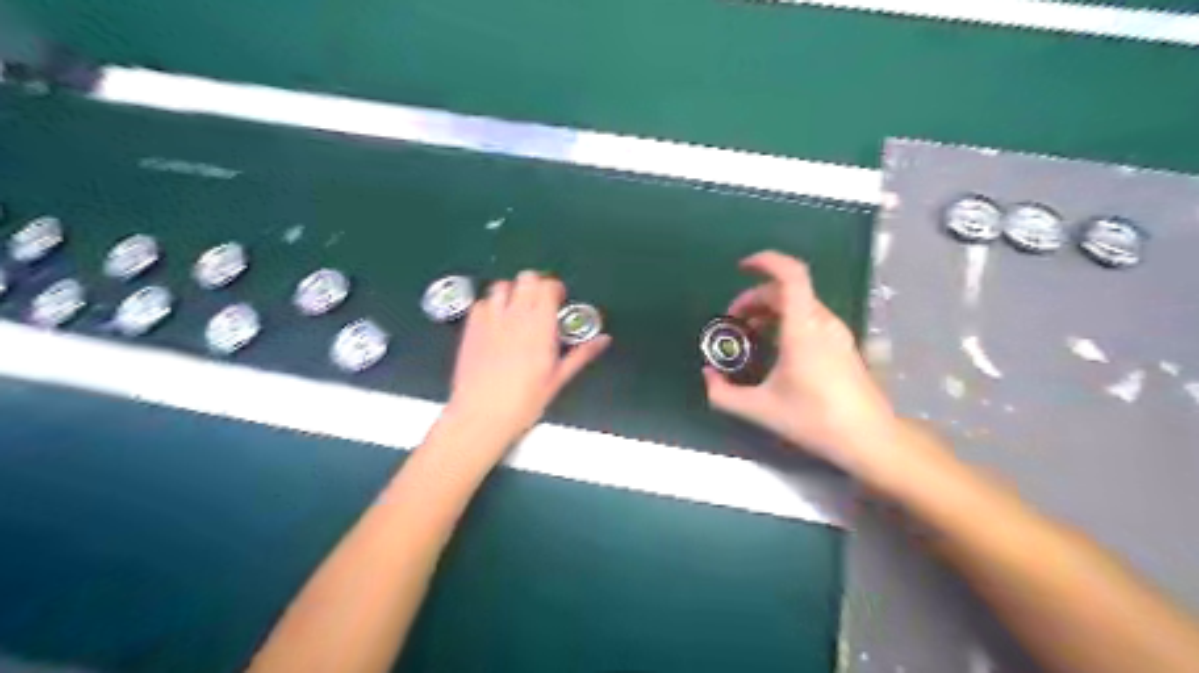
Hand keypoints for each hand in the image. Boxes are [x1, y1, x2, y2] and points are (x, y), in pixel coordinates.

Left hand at [439, 271, 610, 452]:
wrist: (481, 415)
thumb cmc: (524, 401)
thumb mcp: (558, 379)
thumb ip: (581, 355)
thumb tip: (604, 340)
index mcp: (540, 326)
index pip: (549, 287)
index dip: (556, 289)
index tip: (559, 302)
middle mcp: (515, 315)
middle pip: (526, 278)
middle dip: (535, 285)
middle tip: (539, 304)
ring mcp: (490, 319)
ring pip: (502, 285)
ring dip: (512, 292)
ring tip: (516, 311)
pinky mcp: (471, 327)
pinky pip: (481, 302)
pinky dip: (490, 306)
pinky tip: (495, 324)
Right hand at [704, 250, 898, 475]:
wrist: (869, 439)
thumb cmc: (814, 419)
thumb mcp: (760, 409)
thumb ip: (723, 393)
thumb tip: (707, 376)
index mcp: (803, 329)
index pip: (791, 275)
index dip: (766, 261)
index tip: (742, 267)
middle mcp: (822, 323)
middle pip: (787, 290)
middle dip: (754, 297)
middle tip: (733, 321)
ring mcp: (837, 332)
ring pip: (799, 303)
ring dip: (770, 309)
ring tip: (750, 334)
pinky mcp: (843, 345)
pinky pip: (810, 318)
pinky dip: (786, 320)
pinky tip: (775, 348)